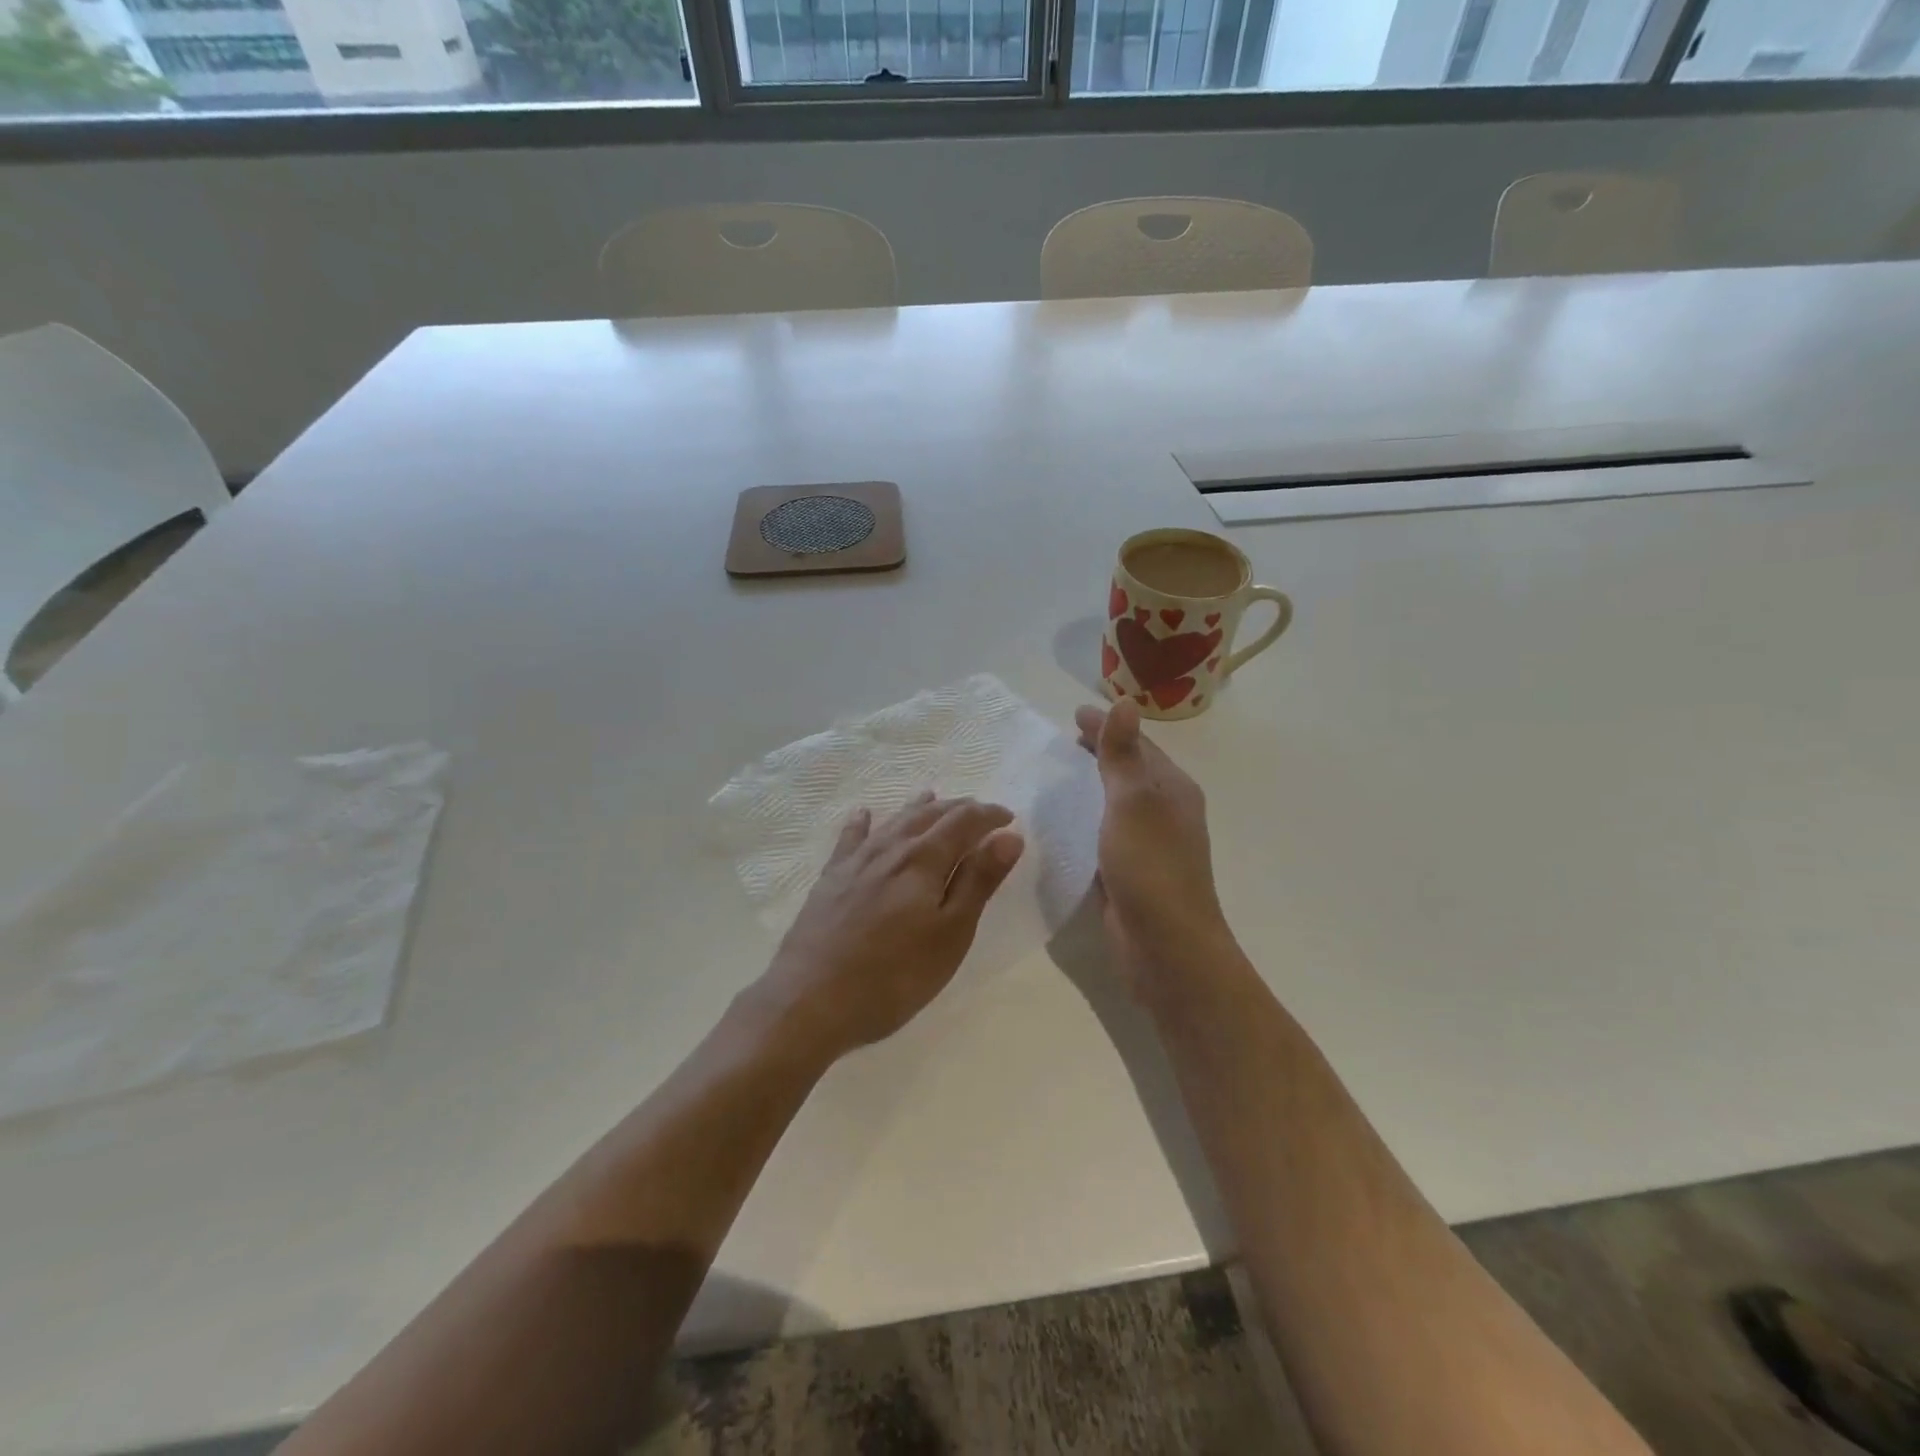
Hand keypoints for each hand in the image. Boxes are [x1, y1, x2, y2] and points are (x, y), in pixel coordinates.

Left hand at [756, 792, 1024, 1062]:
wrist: (810, 1000)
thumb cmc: (894, 975)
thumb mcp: (950, 934)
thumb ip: (978, 881)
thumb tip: (1008, 836)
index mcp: (924, 859)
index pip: (964, 821)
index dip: (989, 815)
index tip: (1009, 818)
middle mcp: (890, 849)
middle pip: (929, 815)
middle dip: (958, 808)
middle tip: (980, 811)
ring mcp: (856, 862)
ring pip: (893, 821)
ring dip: (918, 808)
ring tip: (932, 796)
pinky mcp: (830, 879)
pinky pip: (851, 839)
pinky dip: (862, 822)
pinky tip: (863, 814)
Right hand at [1075, 701, 1234, 997]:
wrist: (1165, 946)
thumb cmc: (1151, 867)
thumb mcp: (1134, 802)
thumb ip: (1123, 755)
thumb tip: (1126, 702)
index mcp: (1173, 790)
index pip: (1138, 745)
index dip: (1108, 727)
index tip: (1074, 714)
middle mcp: (1166, 813)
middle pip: (1130, 772)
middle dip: (1101, 753)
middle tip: (1064, 741)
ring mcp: (1150, 845)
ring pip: (1116, 804)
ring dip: (1092, 787)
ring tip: (1056, 777)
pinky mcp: (1130, 873)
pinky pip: (1105, 834)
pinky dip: (1087, 820)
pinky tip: (1062, 825)